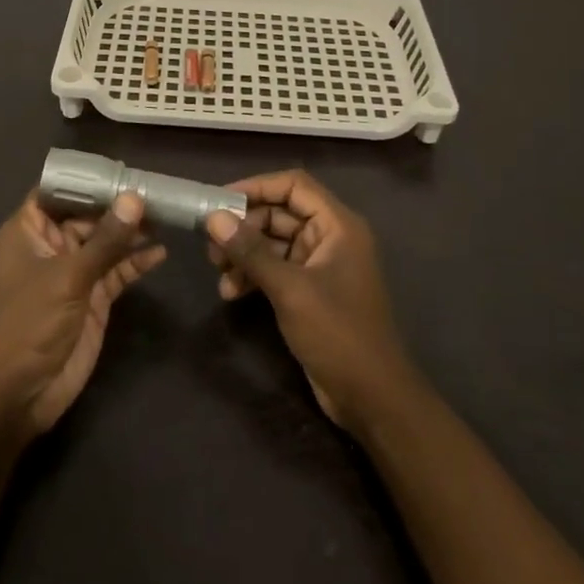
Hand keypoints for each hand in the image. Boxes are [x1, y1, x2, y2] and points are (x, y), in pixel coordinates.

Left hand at [0, 191, 165, 442]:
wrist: (16, 394)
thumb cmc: (28, 323)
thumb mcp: (67, 276)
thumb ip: (105, 240)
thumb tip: (135, 198)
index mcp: (28, 230)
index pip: (57, 191)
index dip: (86, 179)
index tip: (121, 166)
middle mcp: (50, 246)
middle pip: (88, 214)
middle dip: (118, 204)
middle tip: (157, 190)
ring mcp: (72, 273)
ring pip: (106, 242)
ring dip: (132, 231)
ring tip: (166, 215)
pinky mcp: (92, 299)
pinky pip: (116, 271)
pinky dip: (136, 262)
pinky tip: (160, 252)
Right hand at [206, 171, 417, 431]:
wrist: (372, 398)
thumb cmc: (337, 333)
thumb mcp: (290, 289)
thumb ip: (251, 251)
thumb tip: (213, 218)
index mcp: (338, 225)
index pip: (294, 185)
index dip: (257, 186)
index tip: (220, 199)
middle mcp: (331, 238)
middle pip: (281, 213)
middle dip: (244, 226)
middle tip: (211, 243)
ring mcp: (321, 266)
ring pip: (275, 243)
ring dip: (245, 253)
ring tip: (217, 270)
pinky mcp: (311, 291)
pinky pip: (277, 269)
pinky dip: (254, 275)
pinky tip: (231, 292)